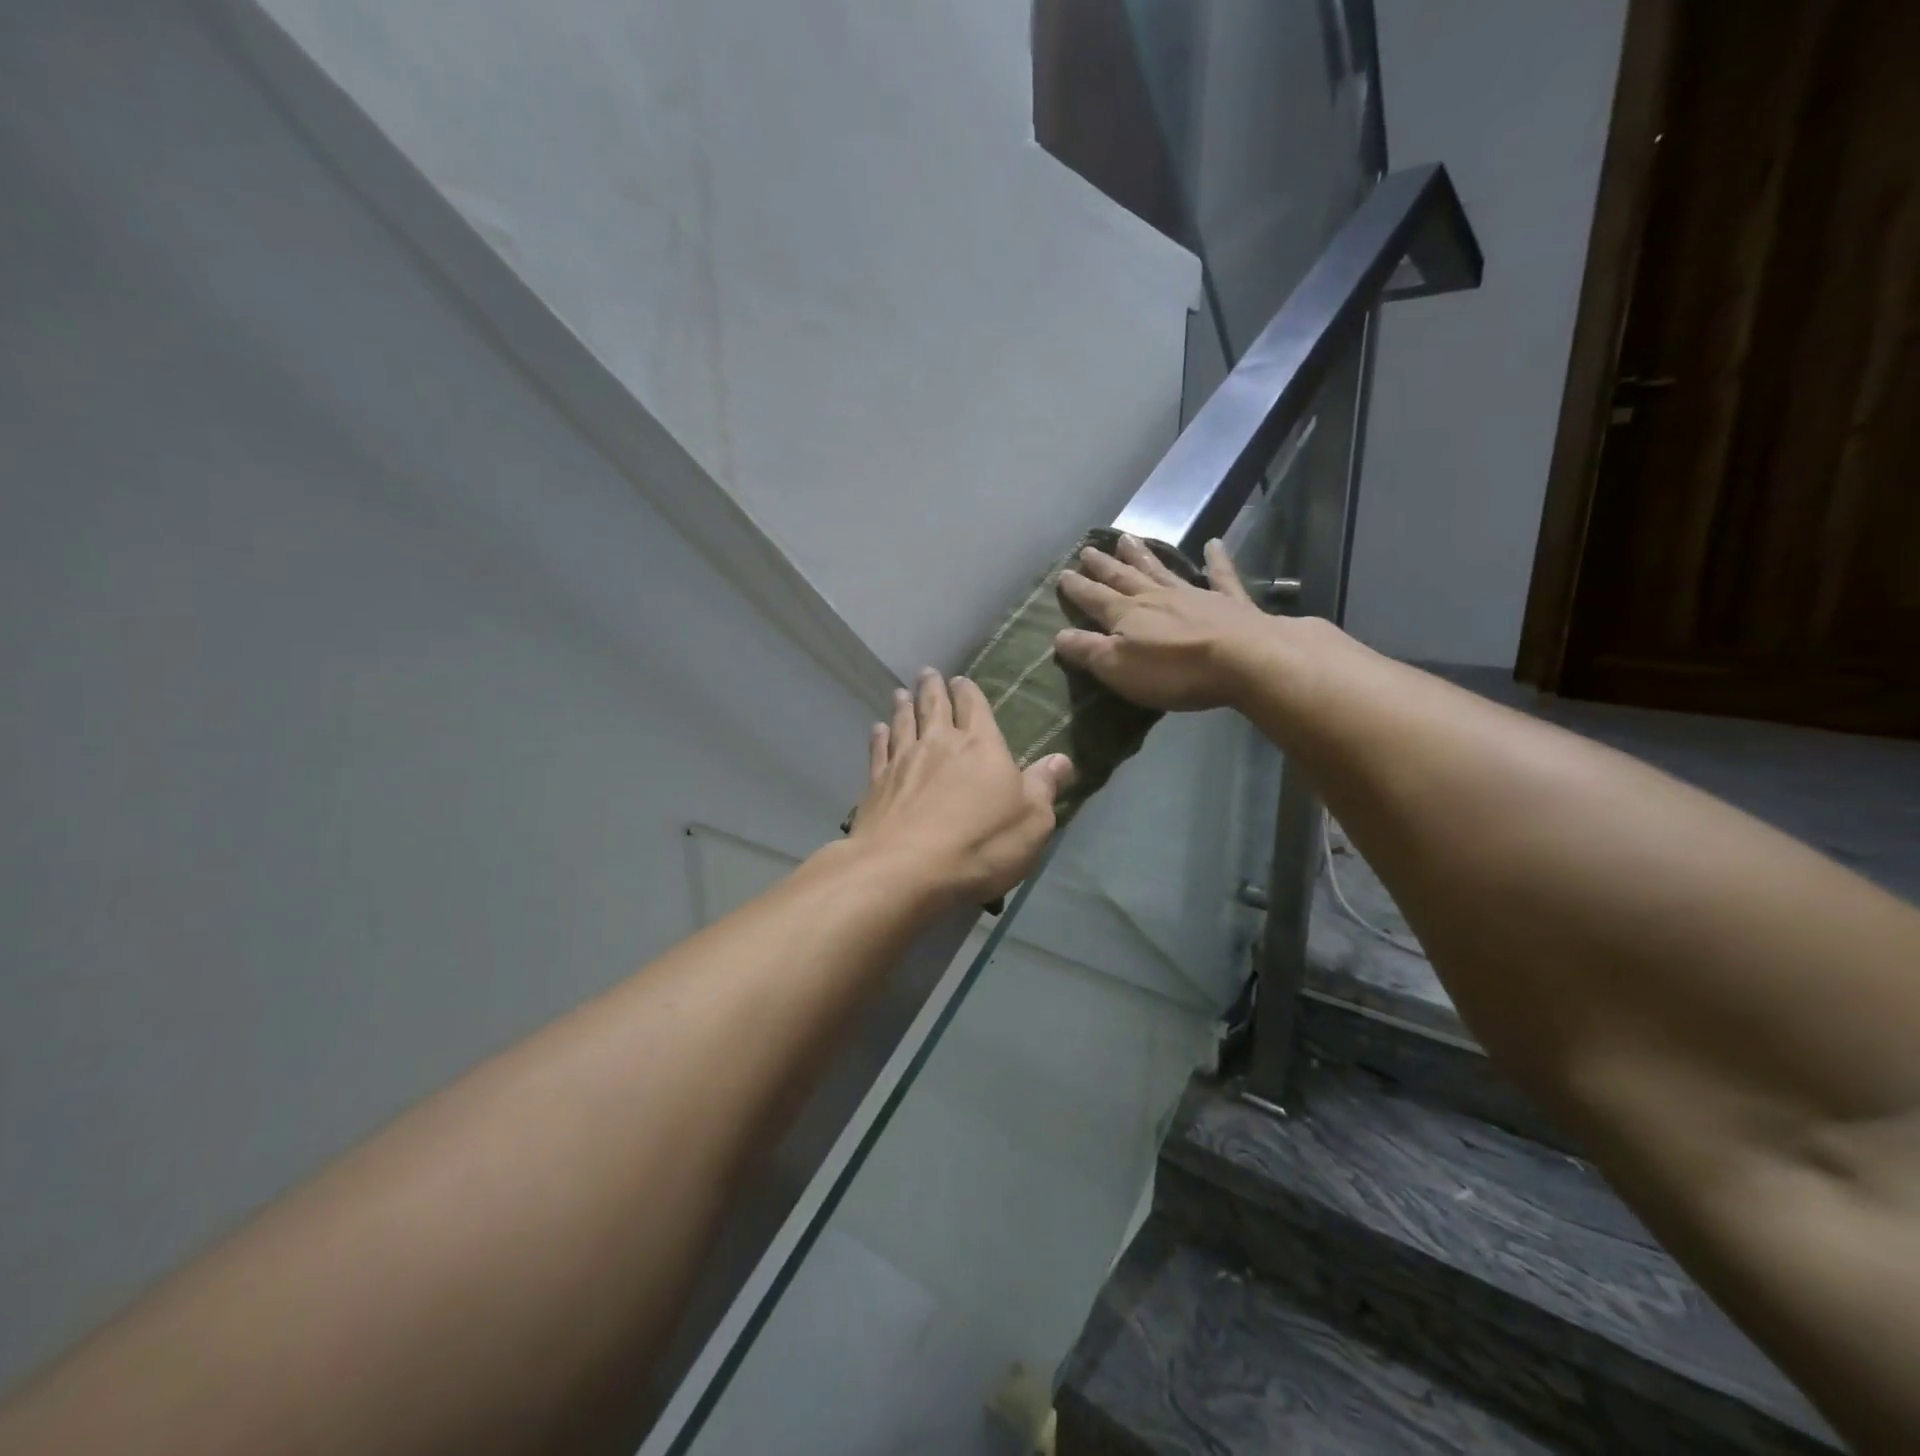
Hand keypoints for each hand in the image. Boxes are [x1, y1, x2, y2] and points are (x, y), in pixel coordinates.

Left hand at [850, 670, 1073, 904]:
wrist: (907, 869)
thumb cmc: (980, 844)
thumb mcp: (1032, 821)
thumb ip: (1044, 787)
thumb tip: (1061, 760)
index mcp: (981, 746)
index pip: (974, 707)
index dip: (968, 692)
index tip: (961, 679)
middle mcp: (940, 744)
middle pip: (934, 706)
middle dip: (932, 688)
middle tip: (927, 672)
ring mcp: (904, 762)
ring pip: (903, 723)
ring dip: (903, 706)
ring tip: (901, 692)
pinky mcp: (877, 784)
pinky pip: (879, 751)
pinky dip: (879, 737)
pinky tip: (878, 729)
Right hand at [1054, 536, 1273, 710]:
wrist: (1244, 659)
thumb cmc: (1174, 670)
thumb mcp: (1119, 668)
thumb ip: (1088, 650)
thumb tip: (1058, 635)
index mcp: (1127, 615)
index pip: (1095, 599)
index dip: (1077, 589)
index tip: (1062, 574)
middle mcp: (1156, 597)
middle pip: (1124, 578)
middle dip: (1104, 566)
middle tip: (1088, 548)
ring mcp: (1194, 595)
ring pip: (1161, 570)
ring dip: (1143, 556)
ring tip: (1127, 538)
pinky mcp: (1229, 602)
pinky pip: (1220, 575)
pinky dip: (1216, 560)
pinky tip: (1214, 544)